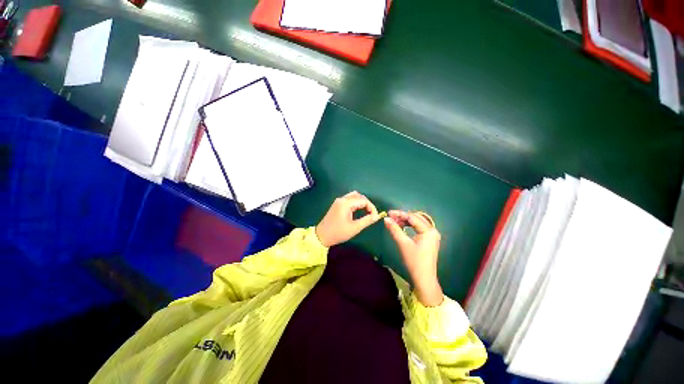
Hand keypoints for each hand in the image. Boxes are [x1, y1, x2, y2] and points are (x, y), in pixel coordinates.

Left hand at [316, 191, 381, 246]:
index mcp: (346, 203)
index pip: (363, 200)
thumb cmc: (338, 233)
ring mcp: (339, 201)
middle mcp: (342, 199)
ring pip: (354, 196)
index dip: (372, 207)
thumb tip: (377, 216)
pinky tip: (358, 210)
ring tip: (366, 211)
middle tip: (371, 214)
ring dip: (361, 202)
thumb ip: (367, 220)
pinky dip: (356, 203)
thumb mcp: (354, 228)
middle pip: (359, 196)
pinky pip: (349, 199)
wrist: (322, 236)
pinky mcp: (337, 204)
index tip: (375, 216)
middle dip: (367, 203)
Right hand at [384, 210, 443, 306]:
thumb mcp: (403, 243)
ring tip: (394, 222)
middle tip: (391, 218)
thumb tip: (386, 219)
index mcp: (429, 230)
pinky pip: (419, 228)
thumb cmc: (414, 261)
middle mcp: (433, 230)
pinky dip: (410, 227)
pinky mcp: (429, 240)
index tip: (388, 213)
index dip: (399, 214)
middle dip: (402, 217)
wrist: (423, 279)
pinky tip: (402, 228)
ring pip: (417, 223)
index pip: (412, 217)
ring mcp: (432, 235)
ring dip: (406, 222)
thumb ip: (395, 229)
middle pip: (416, 218)